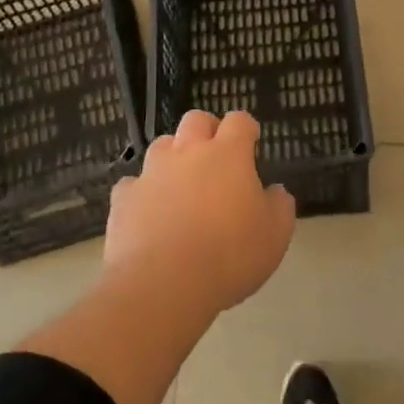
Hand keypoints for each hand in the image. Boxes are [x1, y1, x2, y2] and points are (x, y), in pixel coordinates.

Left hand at [104, 109, 296, 315]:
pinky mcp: (124, 197)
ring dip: (174, 155)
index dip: (246, 128)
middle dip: (207, 129)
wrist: (164, 283)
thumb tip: (274, 191)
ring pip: (162, 145)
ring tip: (182, 182)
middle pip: (196, 119)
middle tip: (216, 155)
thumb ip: (279, 205)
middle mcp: (188, 152)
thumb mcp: (276, 235)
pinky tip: (150, 212)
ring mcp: (152, 172)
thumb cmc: (231, 255)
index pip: (239, 121)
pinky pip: (134, 183)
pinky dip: (144, 191)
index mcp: (228, 155)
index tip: (251, 141)